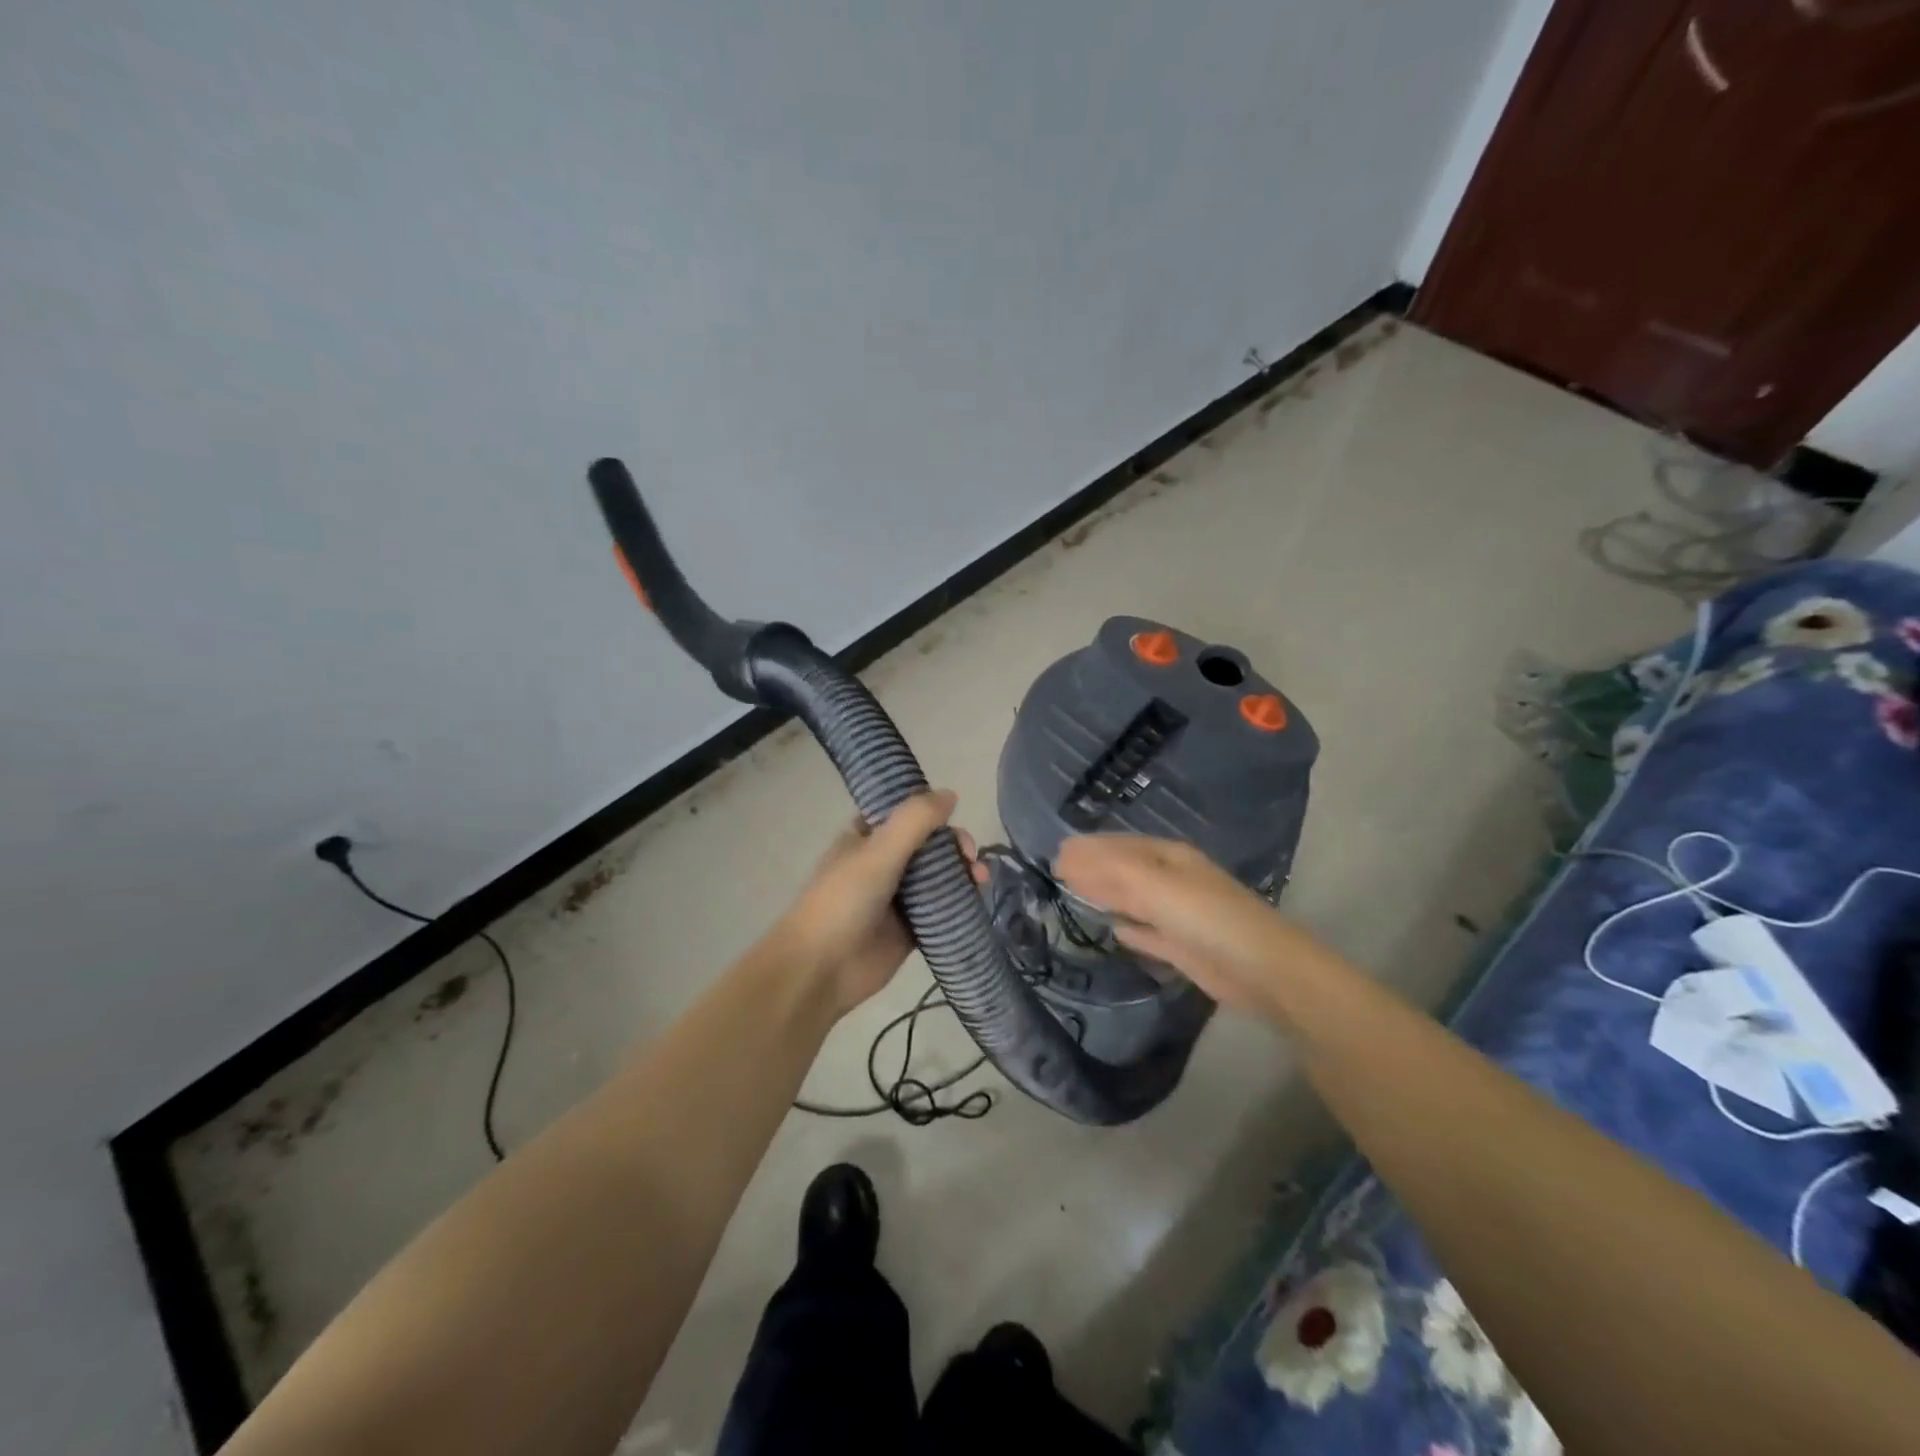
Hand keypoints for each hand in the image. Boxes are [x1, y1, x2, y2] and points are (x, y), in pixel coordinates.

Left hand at [772, 790, 975, 1017]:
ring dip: (963, 872)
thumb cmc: (843, 900)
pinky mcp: (912, 929)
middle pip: (929, 845)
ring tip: (980, 878)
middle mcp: (883, 863)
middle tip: (969, 856)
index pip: (905, 813)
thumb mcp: (878, 851)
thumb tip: (951, 794)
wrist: (822, 968)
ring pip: (940, 876)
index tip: (953, 815)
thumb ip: (915, 820)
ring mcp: (898, 897)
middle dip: (954, 845)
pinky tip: (978, 899)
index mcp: (867, 838)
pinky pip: (943, 909)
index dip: (931, 811)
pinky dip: (961, 902)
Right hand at [1053, 834, 1297, 1017]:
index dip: (1087, 849)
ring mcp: (1177, 914)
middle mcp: (1171, 880)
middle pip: (1124, 871)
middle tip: (1054, 874)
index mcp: (1168, 857)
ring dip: (1105, 897)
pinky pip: (1146, 931)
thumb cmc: (1206, 917)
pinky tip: (1112, 929)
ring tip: (1072, 895)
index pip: (1119, 846)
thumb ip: (1108, 871)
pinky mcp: (1181, 947)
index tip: (1053, 856)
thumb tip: (1064, 855)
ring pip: (1132, 900)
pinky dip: (1127, 928)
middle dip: (1093, 870)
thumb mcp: (1155, 886)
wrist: (1262, 970)